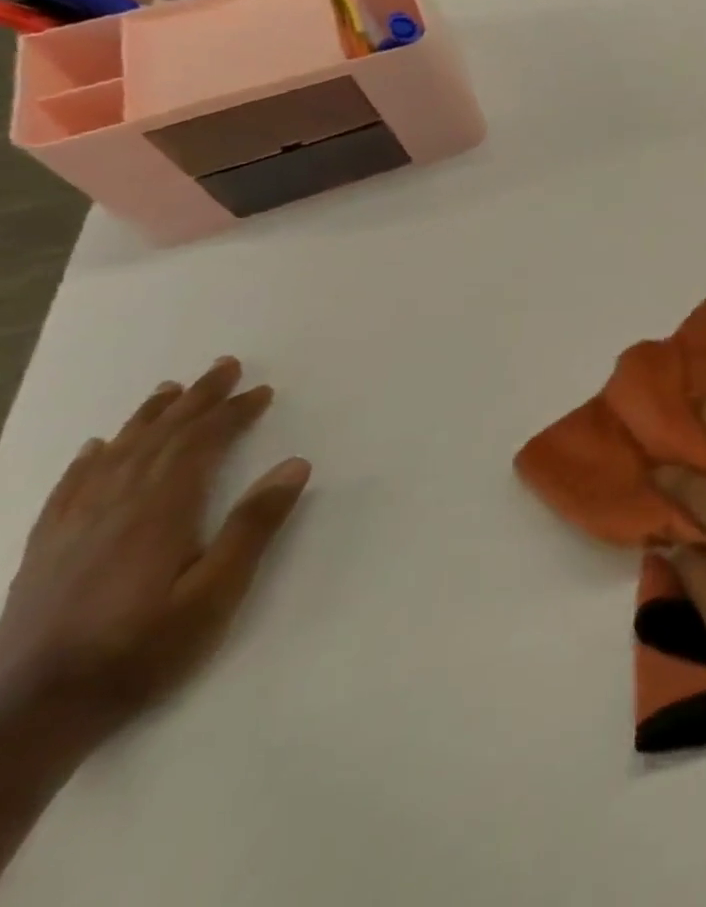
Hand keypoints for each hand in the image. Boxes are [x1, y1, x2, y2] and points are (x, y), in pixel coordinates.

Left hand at [0, 357, 310, 749]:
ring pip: (113, 457)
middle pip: (157, 441)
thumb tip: (294, 464)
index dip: (230, 414)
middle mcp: (112, 510)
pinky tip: (96, 448)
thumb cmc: (143, 651)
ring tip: (169, 391)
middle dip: (193, 402)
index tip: (261, 391)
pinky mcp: (47, 553)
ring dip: (146, 419)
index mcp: (157, 515)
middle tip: (222, 367)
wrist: (32, 717)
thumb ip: (253, 527)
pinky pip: (69, 490)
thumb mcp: (215, 595)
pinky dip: (89, 460)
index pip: (198, 446)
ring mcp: (72, 531)